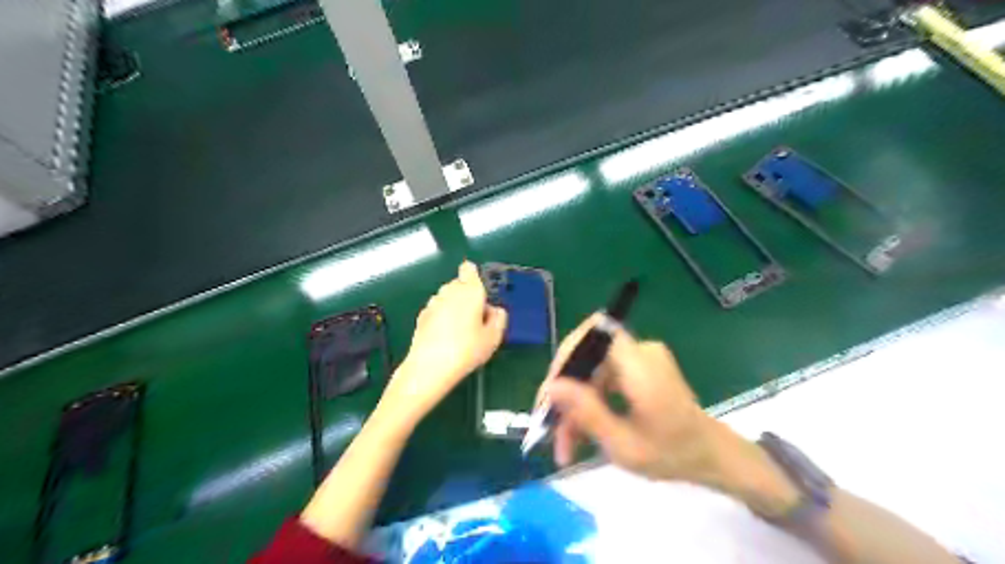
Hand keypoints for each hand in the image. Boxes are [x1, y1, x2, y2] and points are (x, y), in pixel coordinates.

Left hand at [376, 262, 506, 429]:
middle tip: (477, 318)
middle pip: (459, 284)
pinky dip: (442, 317)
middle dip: (467, 295)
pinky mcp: (421, 316)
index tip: (481, 294)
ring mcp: (432, 303)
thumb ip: (499, 319)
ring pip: (447, 297)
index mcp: (470, 290)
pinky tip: (446, 337)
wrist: (429, 368)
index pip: (469, 269)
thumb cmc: (466, 350)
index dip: (475, 276)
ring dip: (454, 306)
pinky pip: (437, 310)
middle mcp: (449, 291)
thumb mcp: (493, 338)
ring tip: (461, 330)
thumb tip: (495, 310)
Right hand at [537, 315, 796, 517]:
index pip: (592, 335)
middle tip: (551, 428)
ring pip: (590, 371)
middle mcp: (639, 351)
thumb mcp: (624, 445)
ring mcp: (639, 357)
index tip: (550, 396)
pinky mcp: (637, 367)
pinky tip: (580, 431)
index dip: (565, 359)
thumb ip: (587, 413)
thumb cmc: (674, 455)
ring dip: (573, 403)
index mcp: (641, 364)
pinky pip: (601, 377)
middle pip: (587, 356)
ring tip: (565, 443)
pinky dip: (588, 401)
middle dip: (564, 391)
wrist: (712, 455)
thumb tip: (552, 386)